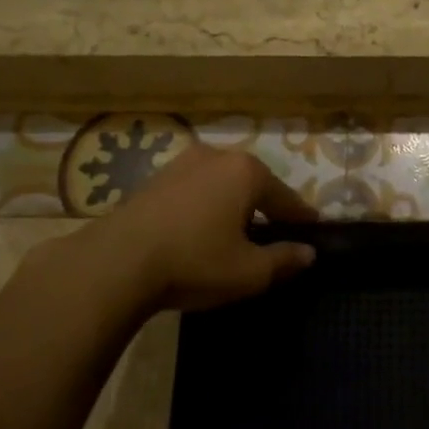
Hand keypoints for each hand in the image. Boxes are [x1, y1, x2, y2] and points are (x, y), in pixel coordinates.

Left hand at [77, 143, 317, 315]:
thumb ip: (284, 259)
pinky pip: (194, 190)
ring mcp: (182, 163)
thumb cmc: (194, 262)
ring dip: (232, 204)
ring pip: (221, 184)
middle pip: (253, 183)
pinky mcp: (154, 179)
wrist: (116, 263)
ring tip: (236, 232)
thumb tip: (308, 253)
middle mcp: (216, 156)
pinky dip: (205, 206)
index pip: (285, 197)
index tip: (312, 230)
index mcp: (246, 172)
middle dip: (265, 207)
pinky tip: (201, 230)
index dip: (300, 217)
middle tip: (275, 233)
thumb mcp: (248, 272)